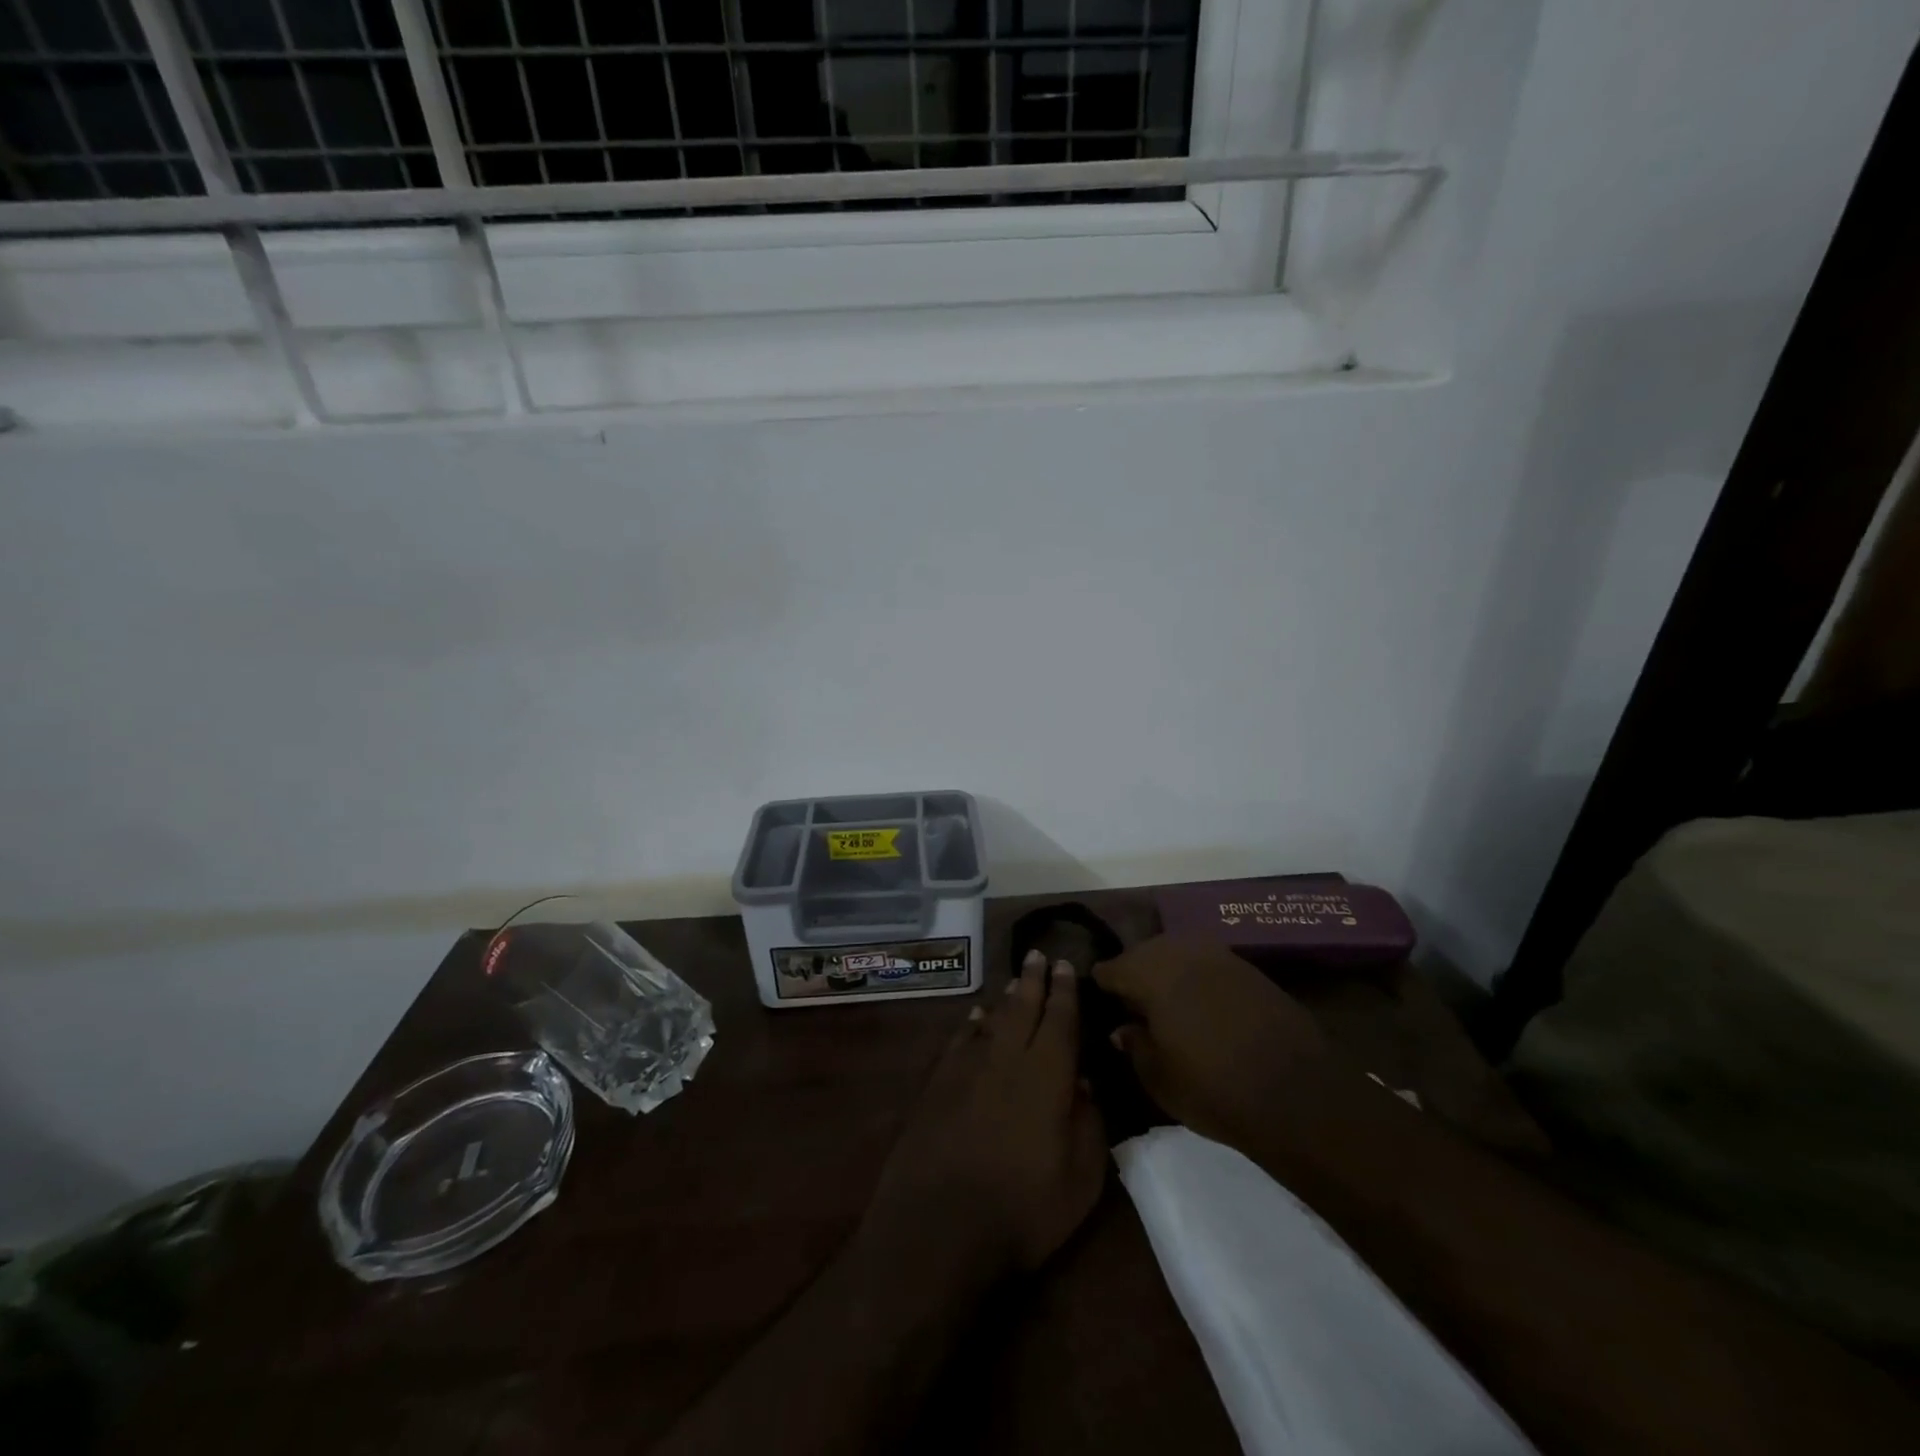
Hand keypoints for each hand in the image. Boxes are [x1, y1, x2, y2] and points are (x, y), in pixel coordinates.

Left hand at [861, 950, 1106, 1280]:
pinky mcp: (938, 1084)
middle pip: (1023, 1008)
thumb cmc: (1022, 1209)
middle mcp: (1006, 1058)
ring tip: (1016, 981)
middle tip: (1039, 955)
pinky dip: (971, 1025)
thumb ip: (1089, 1123)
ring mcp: (968, 1068)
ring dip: (1006, 998)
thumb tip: (1086, 1081)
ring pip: (992, 1020)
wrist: (939, 1226)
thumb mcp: (1080, 1179)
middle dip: (1034, 980)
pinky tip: (976, 1017)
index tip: (1067, 965)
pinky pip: (960, 1040)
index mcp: (1046, 1075)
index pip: (1060, 1020)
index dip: (1065, 992)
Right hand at [1093, 936, 1360, 1150]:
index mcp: (1150, 973)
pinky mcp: (1249, 968)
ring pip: (1178, 953)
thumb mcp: (1159, 1078)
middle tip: (1131, 1006)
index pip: (1111, 968)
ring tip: (1166, 1004)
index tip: (1100, 1004)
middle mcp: (1181, 952)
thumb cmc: (1214, 1089)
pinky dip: (1198, 978)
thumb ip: (1135, 1045)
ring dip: (1167, 973)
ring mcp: (1219, 955)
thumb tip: (1123, 1027)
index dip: (1102, 987)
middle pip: (1144, 953)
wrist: (1299, 1096)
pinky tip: (1201, 1005)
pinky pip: (1208, 964)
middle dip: (1134, 974)